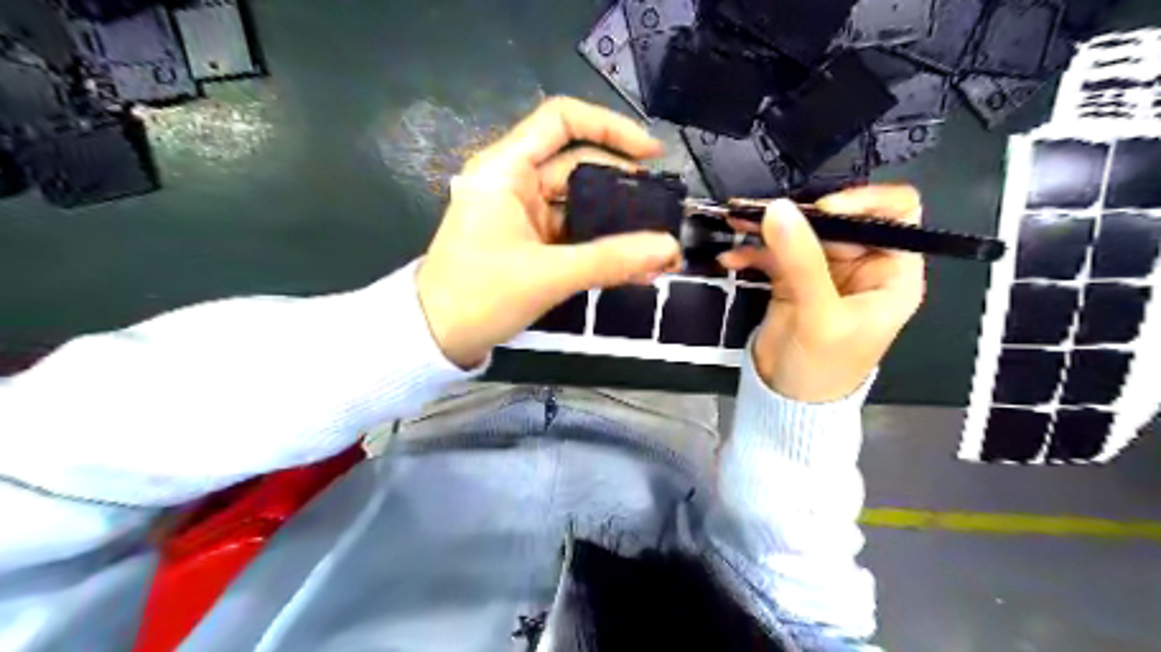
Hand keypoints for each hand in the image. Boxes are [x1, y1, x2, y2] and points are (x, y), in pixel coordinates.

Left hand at [416, 98, 681, 368]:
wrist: (436, 337)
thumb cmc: (479, 296)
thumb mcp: (547, 275)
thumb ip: (610, 260)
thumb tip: (668, 248)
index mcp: (506, 169)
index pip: (561, 120)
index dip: (610, 127)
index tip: (650, 155)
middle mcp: (515, 181)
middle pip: (579, 164)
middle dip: (624, 186)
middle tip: (663, 210)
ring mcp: (522, 213)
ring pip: (580, 204)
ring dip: (617, 224)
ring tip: (657, 246)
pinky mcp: (529, 241)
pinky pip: (573, 233)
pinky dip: (601, 246)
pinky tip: (634, 266)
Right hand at [724, 187, 930, 404]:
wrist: (788, 401)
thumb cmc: (824, 367)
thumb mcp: (819, 315)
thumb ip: (801, 260)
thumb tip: (778, 207)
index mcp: (891, 272)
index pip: (896, 214)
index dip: (865, 202)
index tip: (821, 209)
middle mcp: (862, 265)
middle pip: (837, 219)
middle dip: (799, 214)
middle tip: (759, 212)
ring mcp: (824, 271)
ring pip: (801, 233)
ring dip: (767, 228)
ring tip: (735, 222)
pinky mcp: (792, 280)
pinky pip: (774, 254)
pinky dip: (752, 253)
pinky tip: (730, 259)